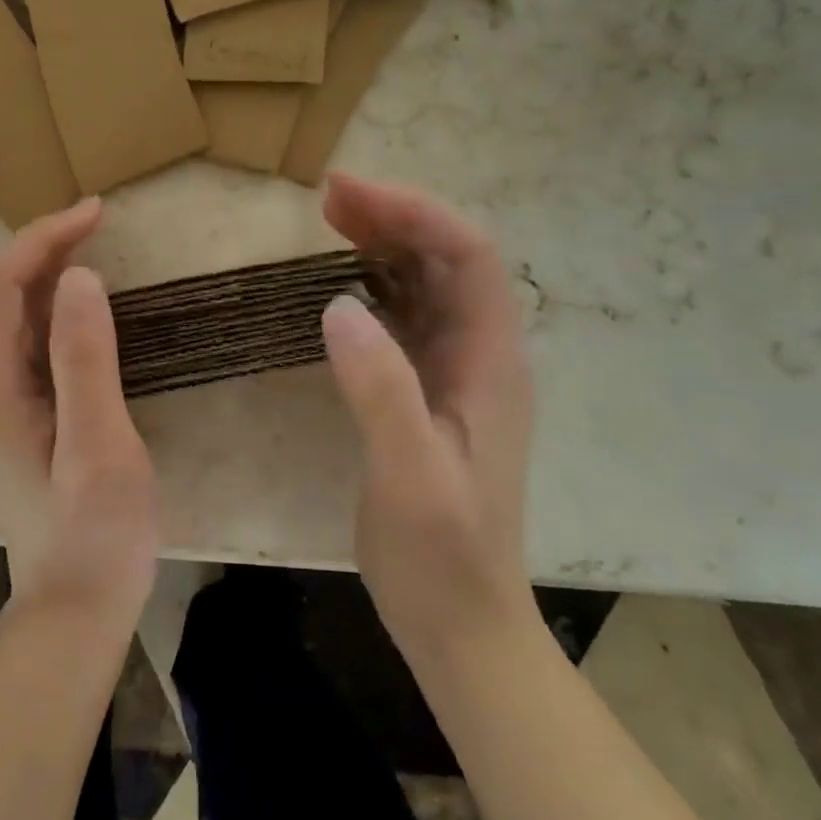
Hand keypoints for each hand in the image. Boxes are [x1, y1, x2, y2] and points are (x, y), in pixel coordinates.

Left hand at [0, 200, 158, 640]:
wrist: (72, 611)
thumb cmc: (95, 535)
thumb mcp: (99, 447)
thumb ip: (85, 360)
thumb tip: (79, 277)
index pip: (0, 285)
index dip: (41, 238)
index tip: (96, 212)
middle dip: (43, 246)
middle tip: (100, 222)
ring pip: (9, 316)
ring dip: (45, 272)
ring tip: (94, 245)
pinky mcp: (14, 417)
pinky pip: (24, 342)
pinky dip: (51, 307)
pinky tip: (83, 306)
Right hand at [320, 173, 536, 661]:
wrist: (461, 626)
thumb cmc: (441, 557)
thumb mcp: (409, 476)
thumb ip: (380, 390)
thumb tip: (338, 304)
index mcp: (491, 364)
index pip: (468, 257)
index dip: (414, 214)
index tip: (349, 193)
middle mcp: (482, 356)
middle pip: (448, 260)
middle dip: (395, 218)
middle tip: (329, 198)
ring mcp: (457, 375)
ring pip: (427, 285)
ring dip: (385, 246)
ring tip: (331, 221)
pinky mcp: (430, 394)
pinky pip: (407, 319)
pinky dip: (374, 287)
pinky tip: (341, 284)